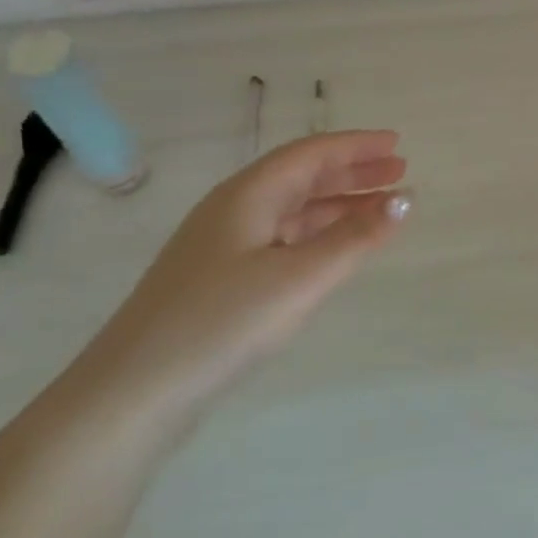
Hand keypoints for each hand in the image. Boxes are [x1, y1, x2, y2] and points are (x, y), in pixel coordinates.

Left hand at [73, 131, 409, 435]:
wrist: (132, 393)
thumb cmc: (221, 322)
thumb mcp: (300, 277)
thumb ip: (355, 238)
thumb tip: (405, 199)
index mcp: (249, 195)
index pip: (311, 154)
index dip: (357, 146)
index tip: (398, 144)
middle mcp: (234, 209)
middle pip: (302, 177)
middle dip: (352, 172)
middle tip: (399, 172)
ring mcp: (223, 245)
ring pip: (292, 210)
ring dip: (338, 204)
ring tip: (380, 209)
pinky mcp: (219, 279)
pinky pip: (281, 238)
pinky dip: (317, 234)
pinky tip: (334, 248)